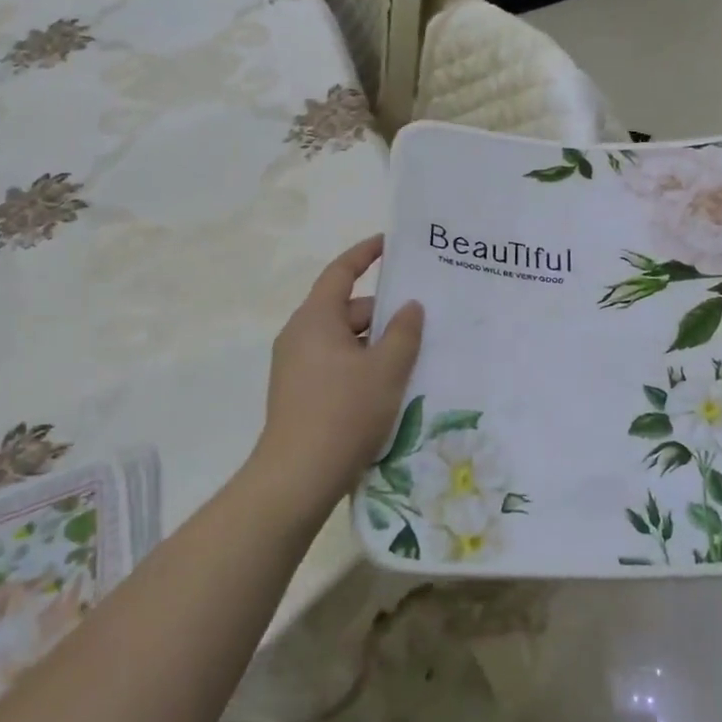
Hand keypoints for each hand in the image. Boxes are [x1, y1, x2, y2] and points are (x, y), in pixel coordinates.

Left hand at [252, 235, 423, 513]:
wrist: (298, 477)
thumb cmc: (344, 413)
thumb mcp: (385, 369)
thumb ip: (404, 332)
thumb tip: (410, 306)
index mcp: (316, 319)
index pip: (341, 272)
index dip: (366, 254)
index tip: (391, 244)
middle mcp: (300, 335)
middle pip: (347, 309)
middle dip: (384, 312)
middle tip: (424, 319)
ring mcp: (297, 366)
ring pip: (345, 341)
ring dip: (376, 343)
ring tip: (415, 355)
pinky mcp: (300, 393)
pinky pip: (337, 364)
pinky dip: (363, 365)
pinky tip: (390, 385)